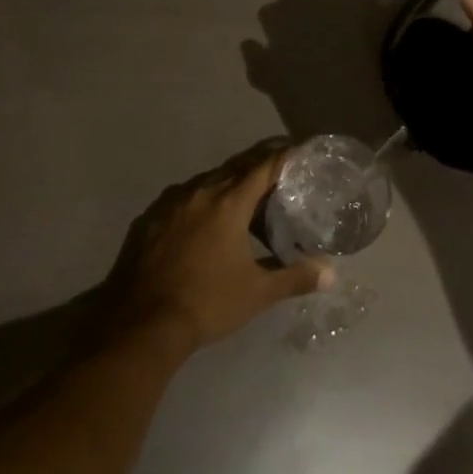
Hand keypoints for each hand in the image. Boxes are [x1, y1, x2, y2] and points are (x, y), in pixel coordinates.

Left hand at [105, 142, 332, 354]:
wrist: (141, 324)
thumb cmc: (207, 303)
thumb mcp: (257, 293)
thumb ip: (294, 278)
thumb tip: (331, 274)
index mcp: (229, 202)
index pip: (263, 166)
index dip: (283, 156)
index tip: (299, 150)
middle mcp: (200, 192)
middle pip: (235, 168)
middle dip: (258, 166)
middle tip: (278, 172)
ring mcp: (171, 203)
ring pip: (207, 182)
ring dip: (228, 185)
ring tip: (244, 200)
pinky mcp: (149, 218)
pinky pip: (183, 199)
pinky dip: (201, 202)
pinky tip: (204, 222)